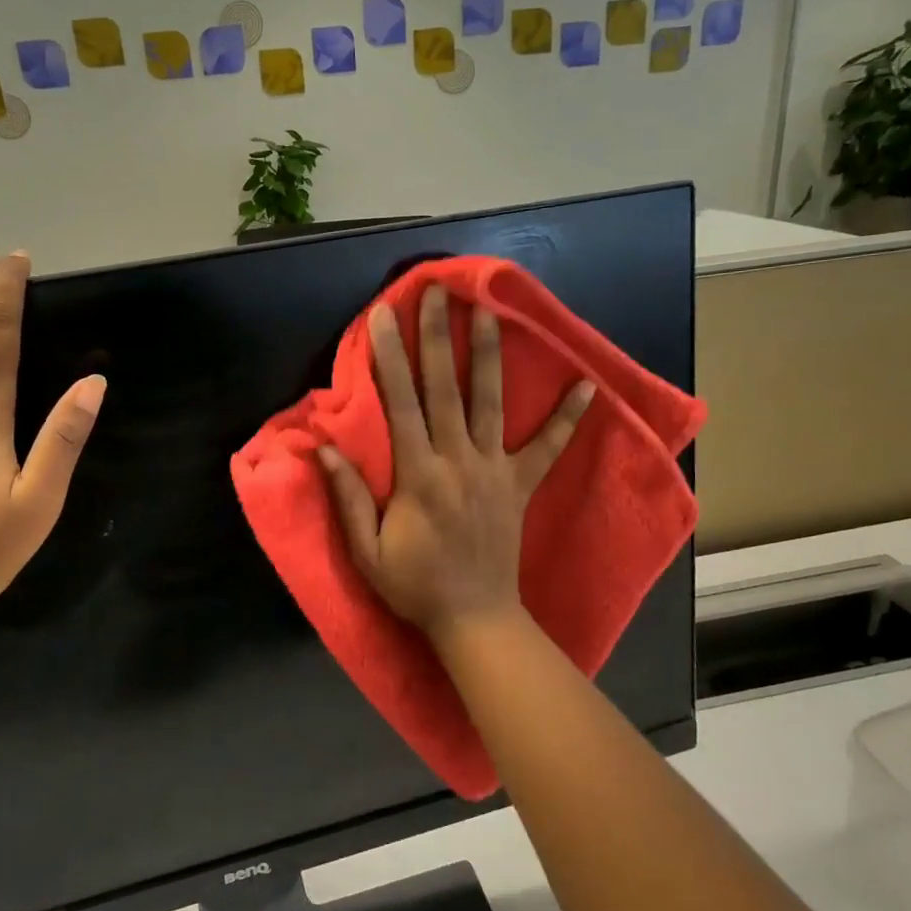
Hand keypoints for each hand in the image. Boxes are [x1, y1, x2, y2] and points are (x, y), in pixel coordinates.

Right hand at [318, 285, 593, 650]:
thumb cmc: (414, 586)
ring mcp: (495, 470)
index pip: (400, 404)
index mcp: (418, 475)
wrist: (475, 619)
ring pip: (491, 402)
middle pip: (445, 388)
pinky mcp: (521, 485)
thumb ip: (347, 497)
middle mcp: (458, 461)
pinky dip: (568, 418)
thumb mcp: (366, 551)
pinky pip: (549, 448)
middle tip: (435, 292)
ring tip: (489, 310)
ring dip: (489, 354)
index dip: (389, 357)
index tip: (382, 316)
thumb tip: (322, 448)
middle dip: (437, 336)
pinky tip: (588, 386)